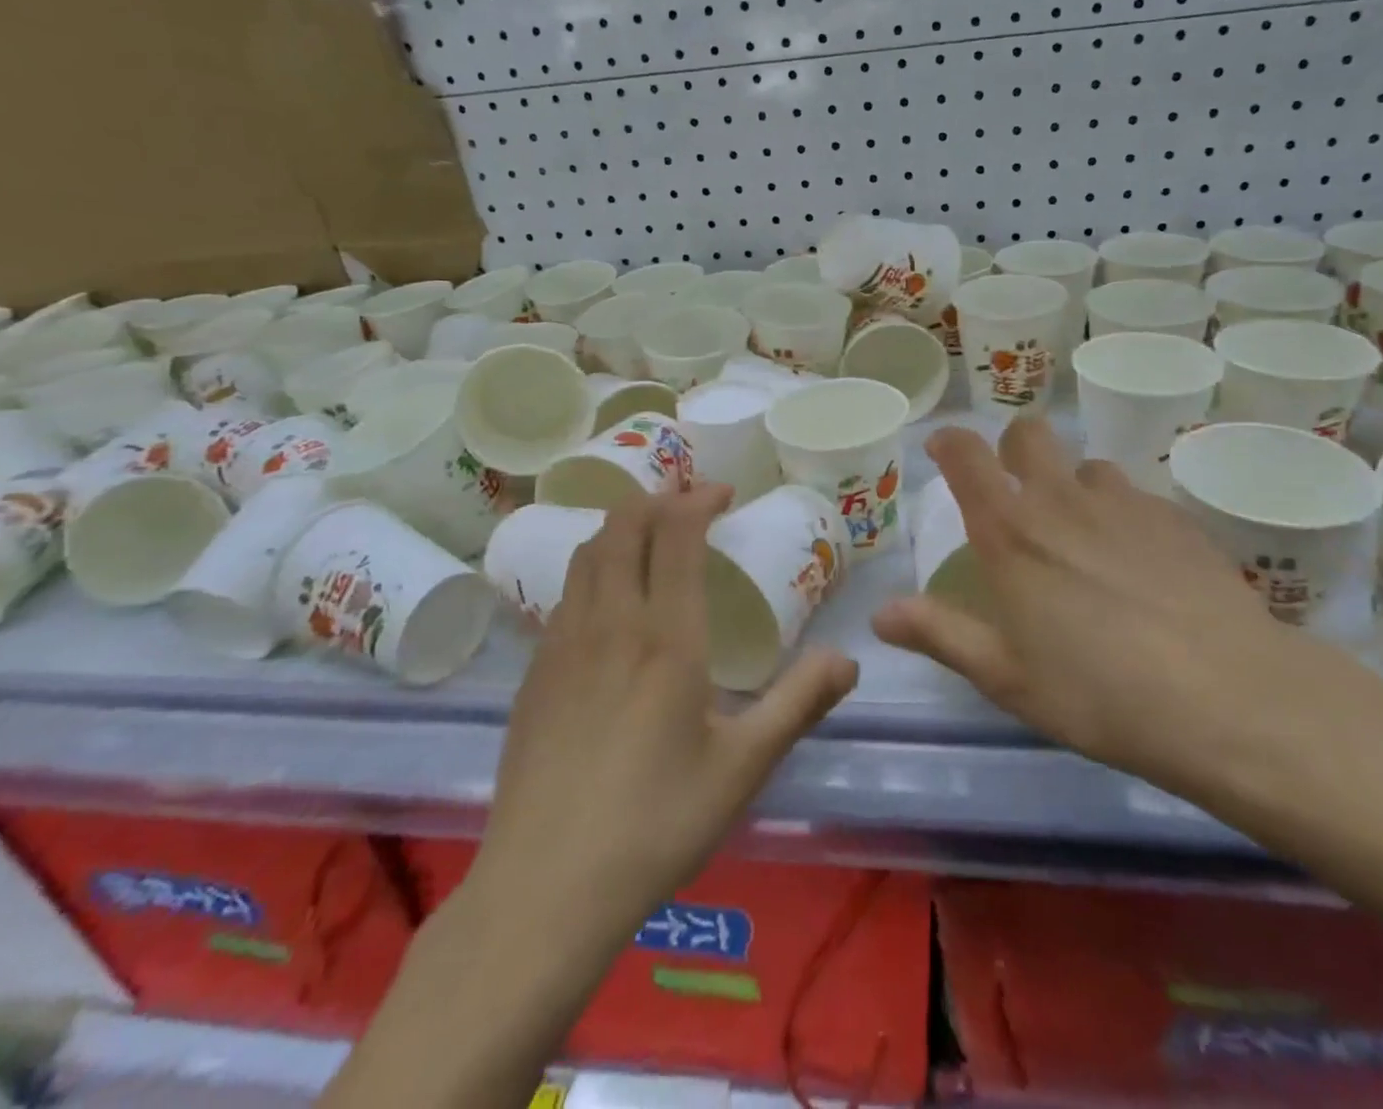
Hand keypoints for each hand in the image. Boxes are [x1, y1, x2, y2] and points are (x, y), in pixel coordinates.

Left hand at [473, 484, 859, 930]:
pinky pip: (566, 594)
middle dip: (657, 500)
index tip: (724, 493)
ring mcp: (562, 645)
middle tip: (690, 505)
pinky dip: (594, 569)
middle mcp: (609, 623)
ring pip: (586, 554)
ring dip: (620, 529)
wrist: (544, 890)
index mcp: (665, 636)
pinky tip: (611, 605)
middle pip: (622, 526)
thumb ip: (799, 703)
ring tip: (650, 539)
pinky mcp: (534, 674)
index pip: (674, 533)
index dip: (697, 499)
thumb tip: (848, 658)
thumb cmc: (656, 823)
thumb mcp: (744, 766)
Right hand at [874, 418, 1332, 794]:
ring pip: (1086, 465)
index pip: (966, 454)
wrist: (1227, 698)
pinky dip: (1121, 514)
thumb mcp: (1005, 676)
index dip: (948, 442)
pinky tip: (1139, 563)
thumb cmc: (1097, 691)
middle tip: (1014, 492)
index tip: (942, 452)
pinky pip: (1135, 497)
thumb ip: (940, 634)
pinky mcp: (1176, 519)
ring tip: (1081, 536)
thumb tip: (880, 614)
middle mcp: (1061, 499)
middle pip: (1029, 433)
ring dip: (1071, 486)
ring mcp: (1124, 503)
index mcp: (1009, 530)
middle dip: (1012, 448)